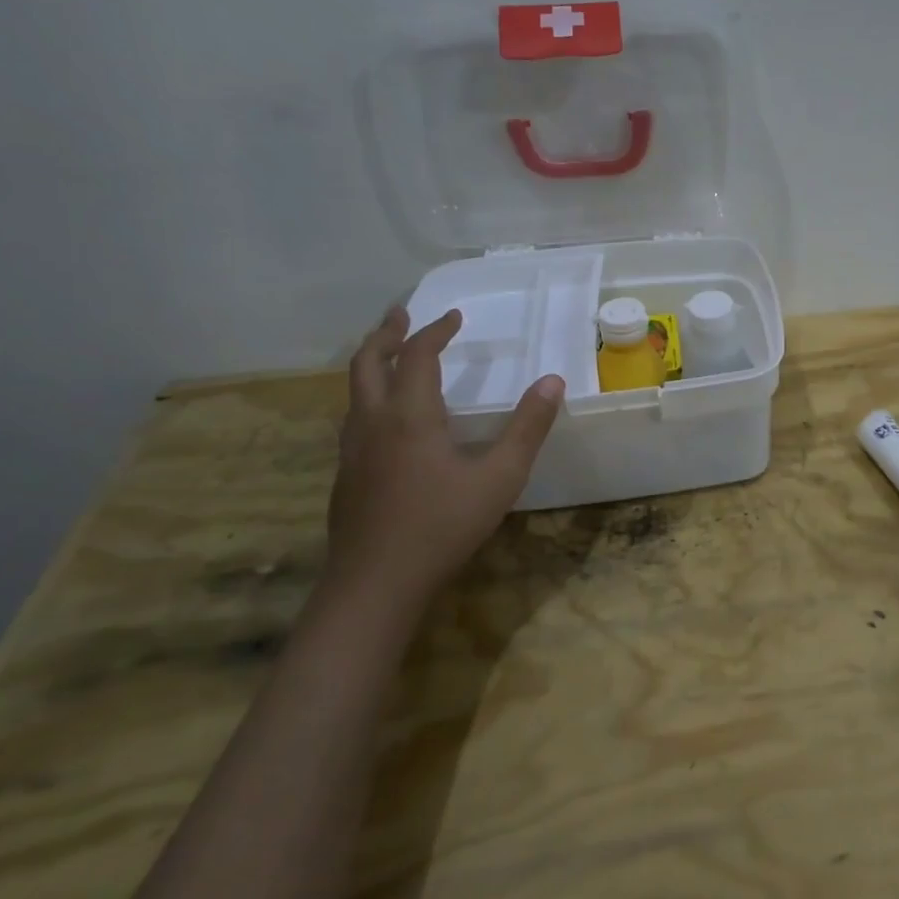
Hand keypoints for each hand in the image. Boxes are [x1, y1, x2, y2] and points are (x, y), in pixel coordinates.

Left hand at [325, 306, 562, 613]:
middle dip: (385, 334)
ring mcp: (352, 451)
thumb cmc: (442, 525)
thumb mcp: (500, 476)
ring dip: (372, 363)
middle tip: (401, 314)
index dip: (434, 331)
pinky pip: (354, 418)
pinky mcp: (346, 476)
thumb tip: (553, 381)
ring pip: (353, 392)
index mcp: (409, 416)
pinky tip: (387, 419)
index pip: (417, 356)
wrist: (375, 585)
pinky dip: (370, 397)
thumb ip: (528, 427)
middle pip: (367, 363)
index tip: (454, 316)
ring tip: (392, 356)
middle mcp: (373, 423)